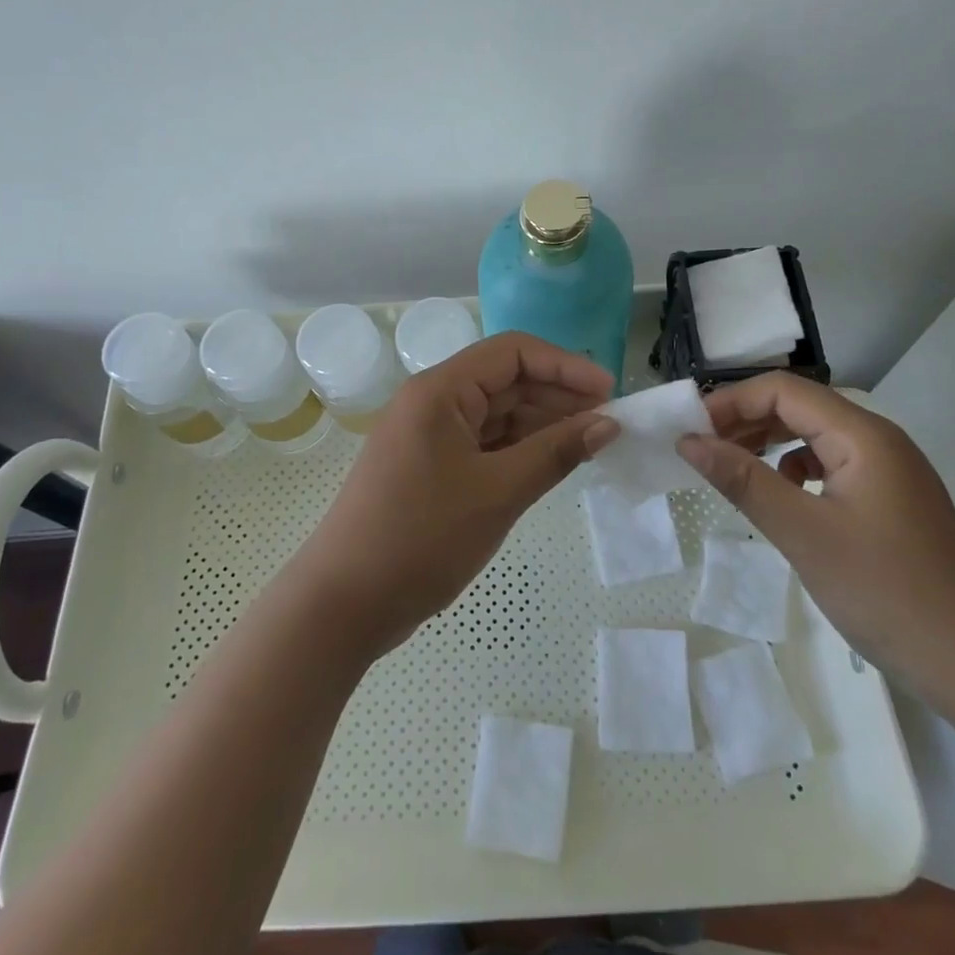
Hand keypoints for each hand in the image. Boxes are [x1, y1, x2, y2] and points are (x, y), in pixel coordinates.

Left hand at [292, 332, 617, 659]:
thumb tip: (608, 424)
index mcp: (440, 390)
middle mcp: (433, 401)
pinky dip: (518, 450)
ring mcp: (429, 435)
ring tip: (589, 445)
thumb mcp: (499, 492)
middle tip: (608, 425)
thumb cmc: (422, 538)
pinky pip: (483, 443)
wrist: (344, 603)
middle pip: (506, 379)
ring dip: (542, 425)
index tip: (610, 394)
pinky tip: (551, 464)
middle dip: (558, 397)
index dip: (565, 366)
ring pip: (496, 413)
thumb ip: (556, 452)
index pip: (513, 352)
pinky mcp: (430, 466)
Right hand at [676, 373, 954, 690]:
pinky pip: (831, 465)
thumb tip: (689, 441)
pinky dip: (796, 470)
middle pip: (800, 407)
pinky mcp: (891, 501)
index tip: (691, 432)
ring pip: (815, 436)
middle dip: (746, 420)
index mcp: (863, 436)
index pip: (784, 391)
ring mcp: (889, 472)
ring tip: (731, 469)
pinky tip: (782, 498)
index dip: (732, 403)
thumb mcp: (803, 534)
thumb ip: (743, 480)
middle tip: (702, 450)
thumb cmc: (886, 592)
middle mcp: (879, 441)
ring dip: (768, 443)